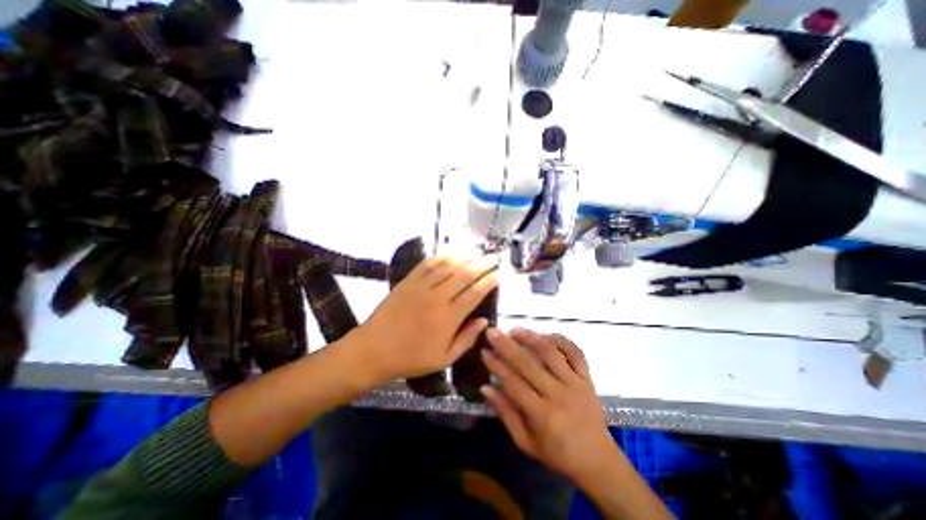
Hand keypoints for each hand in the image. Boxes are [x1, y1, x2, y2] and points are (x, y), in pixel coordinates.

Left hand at [355, 253, 500, 382]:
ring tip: (476, 251)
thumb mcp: (443, 359)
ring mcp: (421, 286)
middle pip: (464, 275)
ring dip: (464, 256)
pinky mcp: (408, 281)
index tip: (497, 275)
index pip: (474, 293)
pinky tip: (450, 252)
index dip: (488, 282)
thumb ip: (467, 339)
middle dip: (481, 264)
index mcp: (448, 318)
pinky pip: (427, 264)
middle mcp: (437, 297)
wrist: (373, 350)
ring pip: (447, 265)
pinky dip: (441, 256)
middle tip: (492, 258)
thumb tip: (484, 321)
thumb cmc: (411, 358)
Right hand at [477, 329, 620, 482]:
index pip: (513, 383)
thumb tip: (485, 387)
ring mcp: (575, 383)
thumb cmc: (557, 454)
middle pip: (528, 364)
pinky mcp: (587, 377)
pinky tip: (545, 334)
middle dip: (507, 345)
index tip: (484, 351)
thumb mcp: (526, 443)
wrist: (598, 460)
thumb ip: (505, 413)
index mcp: (542, 415)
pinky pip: (575, 352)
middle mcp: (559, 394)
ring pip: (550, 353)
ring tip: (515, 330)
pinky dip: (560, 340)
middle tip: (492, 332)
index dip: (497, 366)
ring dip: (531, 338)